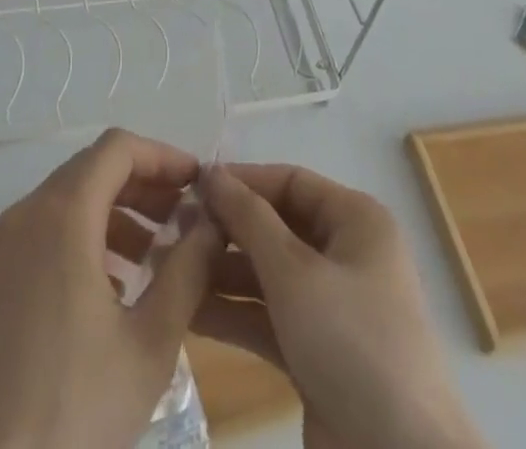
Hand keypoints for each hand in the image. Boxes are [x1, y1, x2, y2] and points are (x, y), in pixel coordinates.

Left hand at [0, 129, 218, 448]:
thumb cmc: (76, 410)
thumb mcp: (151, 343)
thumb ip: (188, 269)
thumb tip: (213, 220)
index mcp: (62, 215)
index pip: (117, 149)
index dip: (162, 155)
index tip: (196, 182)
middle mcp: (22, 216)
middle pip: (89, 172)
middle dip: (141, 187)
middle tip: (181, 220)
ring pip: (61, 205)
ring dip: (110, 217)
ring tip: (149, 262)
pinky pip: (36, 239)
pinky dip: (75, 243)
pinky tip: (102, 294)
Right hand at [196, 164, 484, 448]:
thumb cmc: (352, 345)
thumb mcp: (295, 273)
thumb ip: (249, 219)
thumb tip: (213, 173)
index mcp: (356, 221)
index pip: (290, 182)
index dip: (243, 180)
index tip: (191, 186)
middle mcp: (346, 254)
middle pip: (277, 226)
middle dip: (228, 229)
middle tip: (173, 231)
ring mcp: (332, 306)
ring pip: (269, 274)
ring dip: (223, 272)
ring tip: (169, 269)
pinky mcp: (317, 352)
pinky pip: (270, 316)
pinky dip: (235, 313)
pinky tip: (189, 312)